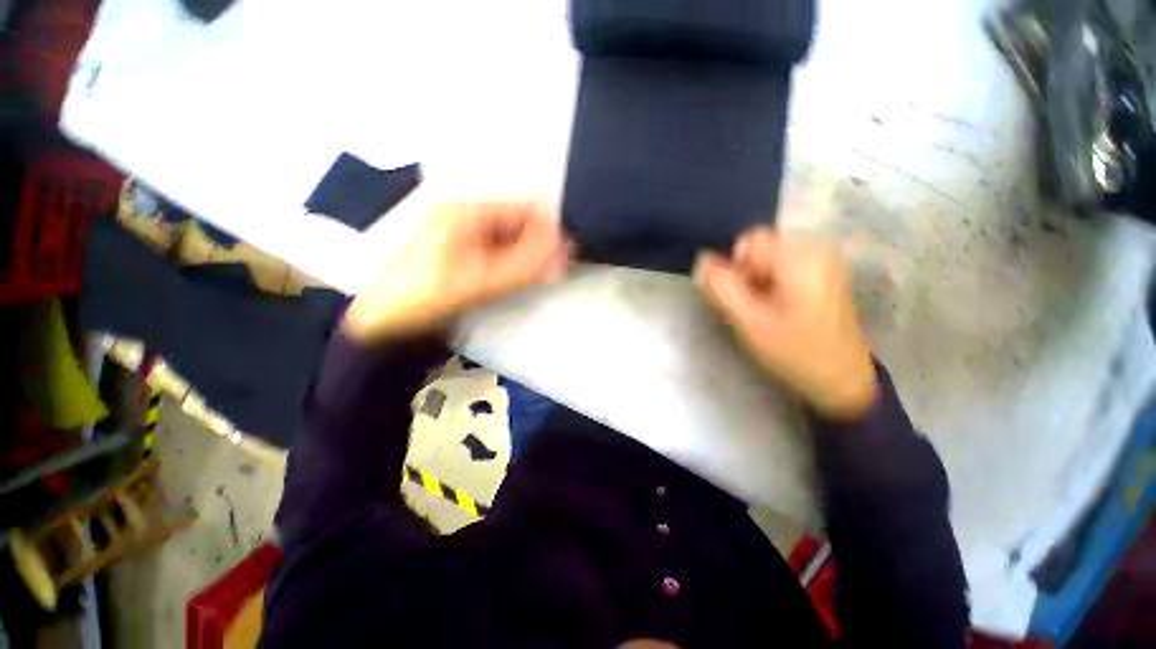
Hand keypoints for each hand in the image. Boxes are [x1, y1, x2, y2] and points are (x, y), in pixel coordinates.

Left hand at [344, 200, 571, 342]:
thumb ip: (527, 264)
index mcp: (469, 210)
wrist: (386, 320)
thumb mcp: (483, 280)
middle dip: (540, 244)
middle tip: (558, 268)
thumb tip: (565, 249)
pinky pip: (499, 250)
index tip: (568, 251)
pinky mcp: (463, 250)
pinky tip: (520, 276)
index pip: (524, 207)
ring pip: (510, 238)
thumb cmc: (429, 294)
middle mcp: (468, 214)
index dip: (550, 227)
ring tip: (544, 274)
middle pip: (518, 222)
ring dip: (528, 255)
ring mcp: (464, 233)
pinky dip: (513, 262)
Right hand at [694, 225, 877, 420]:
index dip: (738, 269)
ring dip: (757, 282)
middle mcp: (816, 249)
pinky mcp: (824, 273)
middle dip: (747, 275)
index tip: (746, 299)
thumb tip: (701, 260)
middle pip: (760, 248)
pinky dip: (771, 285)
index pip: (749, 242)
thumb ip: (721, 288)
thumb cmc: (795, 352)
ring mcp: (824, 261)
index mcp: (801, 258)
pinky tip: (777, 310)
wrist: (842, 379)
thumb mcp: (749, 322)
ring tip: (766, 312)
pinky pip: (782, 267)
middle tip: (754, 308)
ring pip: (768, 259)